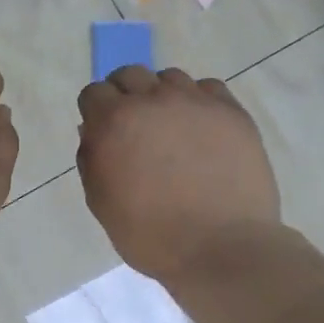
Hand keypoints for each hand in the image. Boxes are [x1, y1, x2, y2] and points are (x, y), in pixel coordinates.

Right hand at [76, 66, 280, 282]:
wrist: (221, 247)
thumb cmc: (151, 236)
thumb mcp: (102, 203)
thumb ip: (92, 160)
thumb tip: (93, 132)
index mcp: (114, 122)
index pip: (94, 93)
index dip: (96, 112)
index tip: (105, 133)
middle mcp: (153, 100)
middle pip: (130, 75)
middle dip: (126, 96)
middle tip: (136, 129)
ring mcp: (196, 102)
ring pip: (170, 78)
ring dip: (163, 97)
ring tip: (173, 129)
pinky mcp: (231, 112)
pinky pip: (209, 89)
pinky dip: (200, 103)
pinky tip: (203, 130)